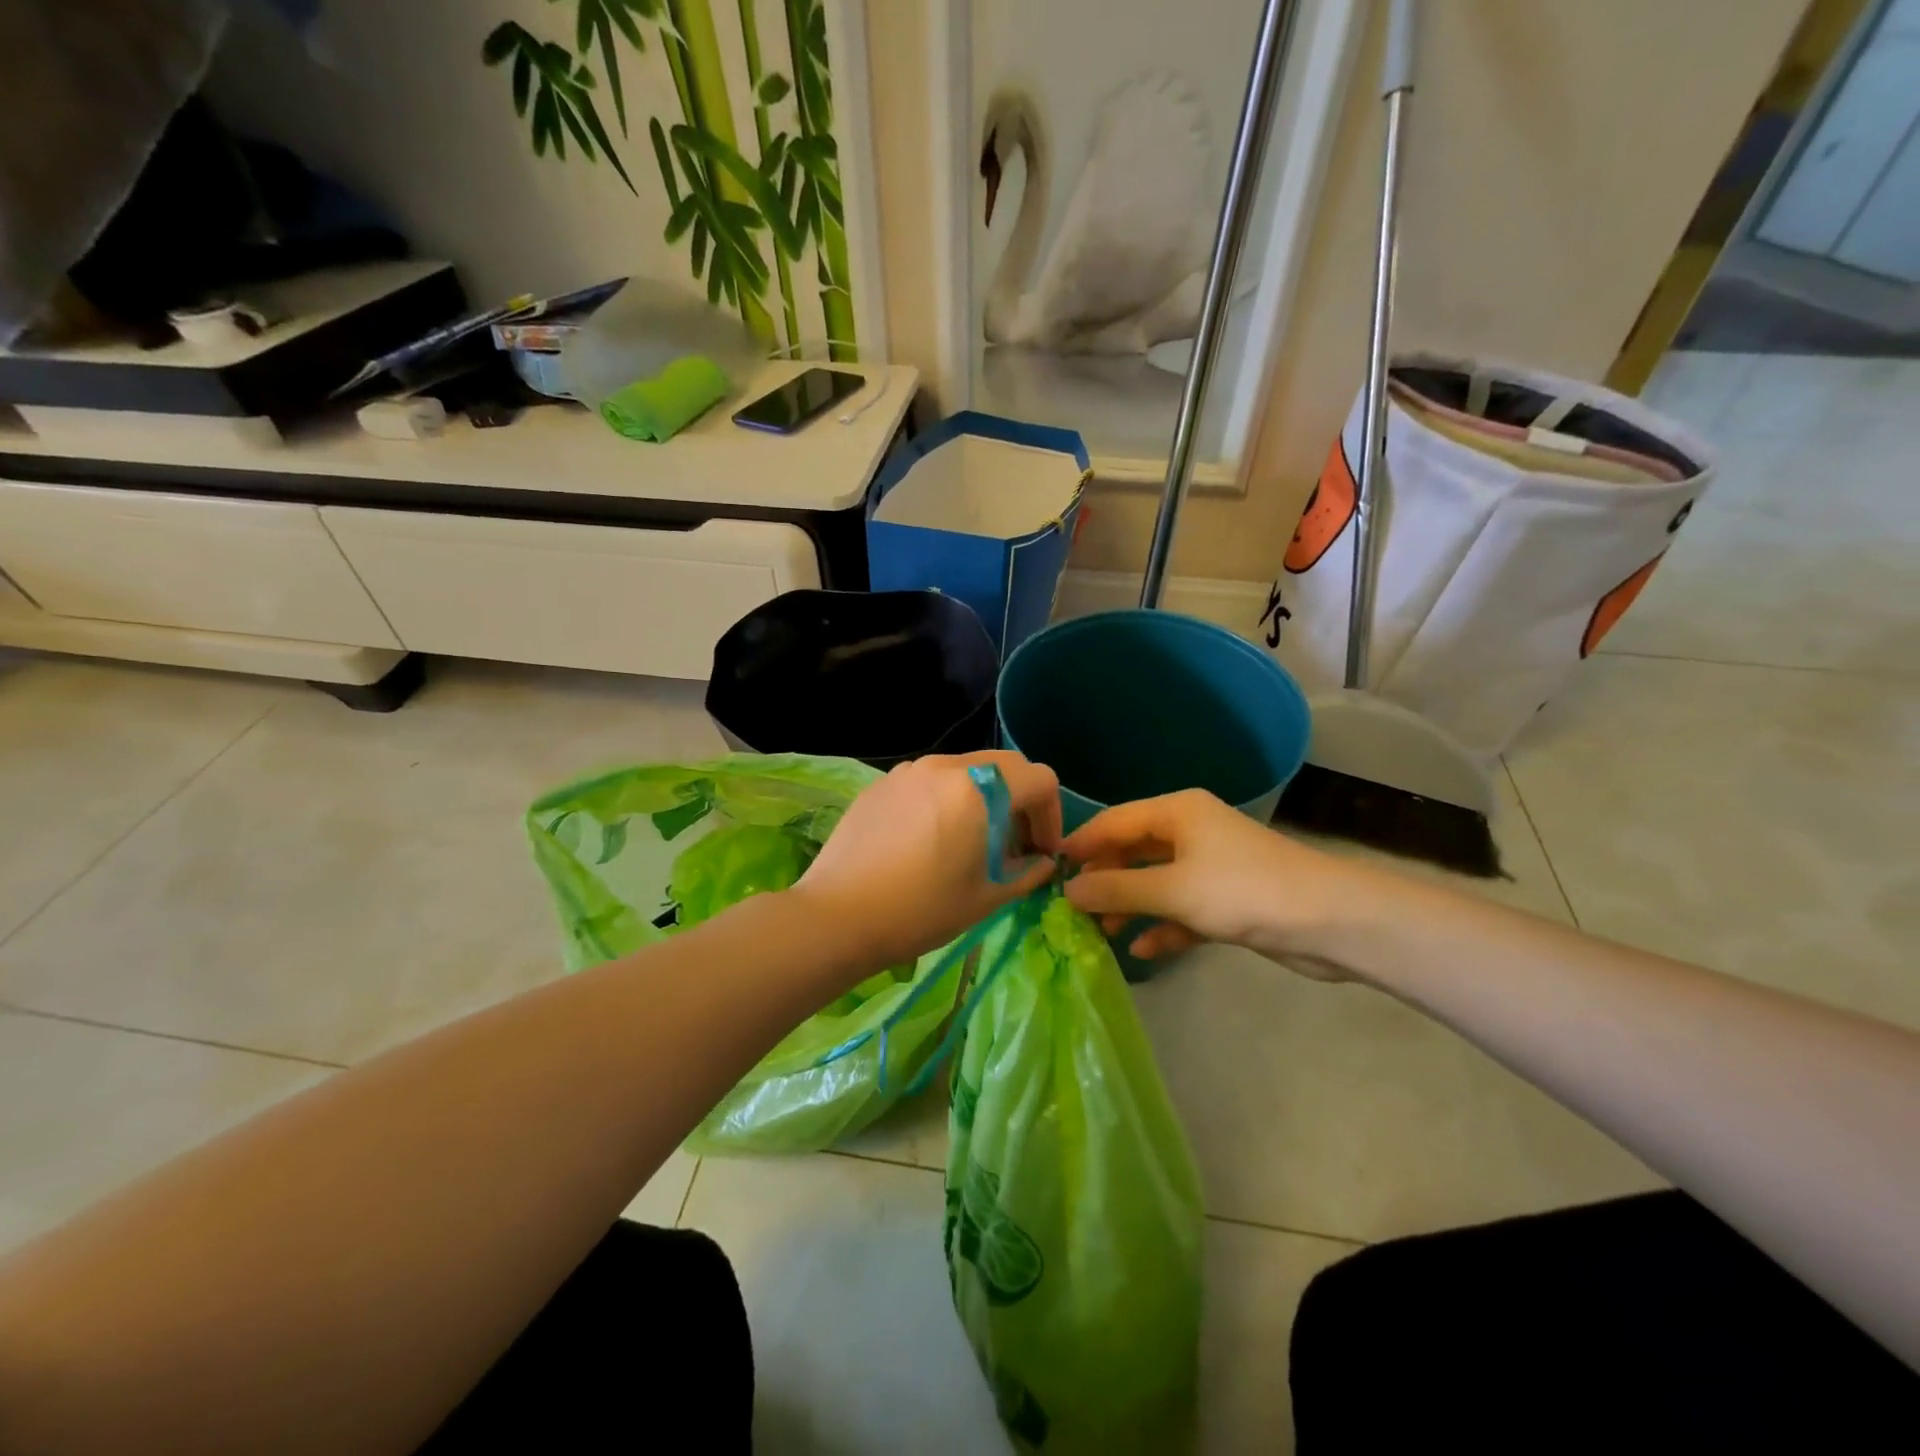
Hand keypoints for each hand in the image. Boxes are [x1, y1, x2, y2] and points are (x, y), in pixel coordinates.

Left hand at [791, 751, 1061, 971]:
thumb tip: (1042, 862)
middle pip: (1004, 766)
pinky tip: (931, 839)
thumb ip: (1026, 873)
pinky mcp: (882, 783)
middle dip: (1021, 801)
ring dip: (984, 797)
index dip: (1052, 814)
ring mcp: (909, 770)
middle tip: (1014, 844)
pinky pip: (930, 781)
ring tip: (972, 841)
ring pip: (966, 770)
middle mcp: (945, 766)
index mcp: (979, 788)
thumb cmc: (920, 911)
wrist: (837, 917)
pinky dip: (947, 799)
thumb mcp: (986, 898)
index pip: (1039, 779)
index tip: (1041, 851)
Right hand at [1061, 789, 1386, 975]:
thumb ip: (1116, 889)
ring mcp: (1210, 866)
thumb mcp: (1172, 890)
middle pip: (1133, 851)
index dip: (1081, 843)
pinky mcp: (1226, 899)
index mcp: (1177, 813)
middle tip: (1070, 907)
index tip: (1048, 870)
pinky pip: (1181, 908)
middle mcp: (1190, 831)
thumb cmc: (1242, 891)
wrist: (1330, 921)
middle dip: (1104, 879)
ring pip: (1156, 882)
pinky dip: (1162, 925)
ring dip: (1129, 905)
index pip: (1114, 821)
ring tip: (1099, 931)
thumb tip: (1067, 890)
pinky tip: (1142, 949)